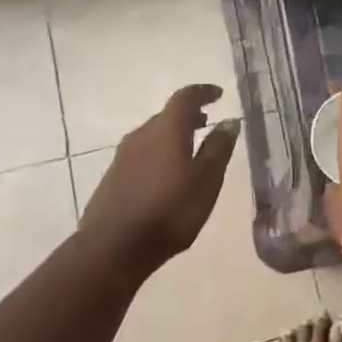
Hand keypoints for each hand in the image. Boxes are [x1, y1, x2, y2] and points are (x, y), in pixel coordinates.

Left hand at [82, 84, 239, 269]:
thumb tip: (229, 121)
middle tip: (208, 122)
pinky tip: (168, 175)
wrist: (112, 248)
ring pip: (153, 135)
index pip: (185, 97)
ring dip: (173, 135)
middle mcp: (142, 134)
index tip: (218, 94)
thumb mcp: (206, 181)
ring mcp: (123, 156)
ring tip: (191, 149)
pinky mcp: (113, 177)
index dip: (203, 92)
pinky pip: (142, 154)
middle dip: (189, 116)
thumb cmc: (169, 211)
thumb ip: (218, 148)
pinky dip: (160, 153)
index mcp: (166, 129)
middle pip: (167, 115)